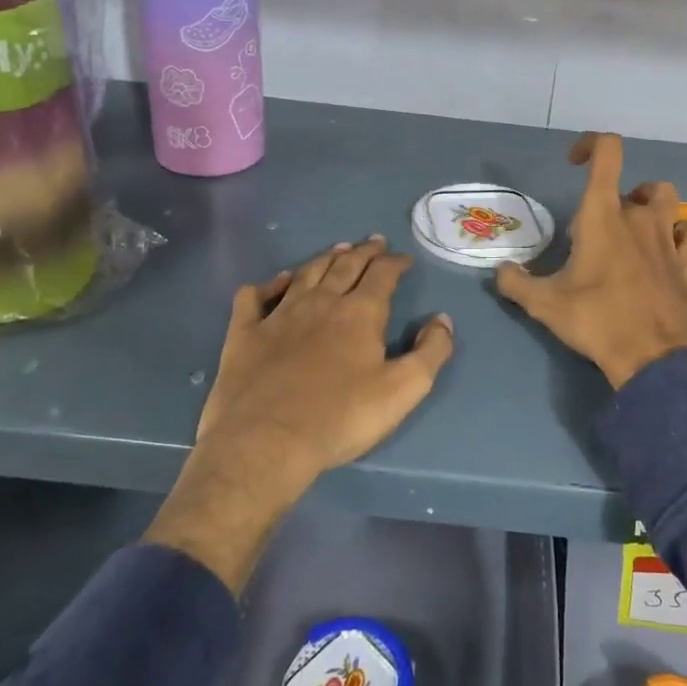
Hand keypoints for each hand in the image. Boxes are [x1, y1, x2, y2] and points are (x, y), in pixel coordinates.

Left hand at [145, 236, 454, 591]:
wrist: (265, 443)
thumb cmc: (341, 417)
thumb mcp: (404, 389)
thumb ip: (431, 351)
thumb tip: (442, 319)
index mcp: (360, 313)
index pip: (382, 274)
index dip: (395, 262)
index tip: (404, 258)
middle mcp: (320, 302)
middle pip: (345, 266)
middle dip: (363, 252)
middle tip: (373, 242)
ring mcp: (278, 316)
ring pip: (305, 274)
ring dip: (324, 258)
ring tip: (337, 250)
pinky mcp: (244, 335)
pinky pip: (254, 297)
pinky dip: (267, 285)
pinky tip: (275, 283)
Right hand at [495, 133, 686, 388]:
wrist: (652, 357)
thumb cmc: (596, 320)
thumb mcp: (544, 304)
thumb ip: (516, 283)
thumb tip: (501, 272)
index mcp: (603, 214)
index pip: (607, 152)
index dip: (591, 145)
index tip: (574, 163)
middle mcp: (639, 216)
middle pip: (631, 185)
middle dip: (611, 200)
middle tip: (594, 234)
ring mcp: (668, 237)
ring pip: (666, 198)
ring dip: (649, 205)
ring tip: (633, 230)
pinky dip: (685, 233)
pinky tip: (671, 248)